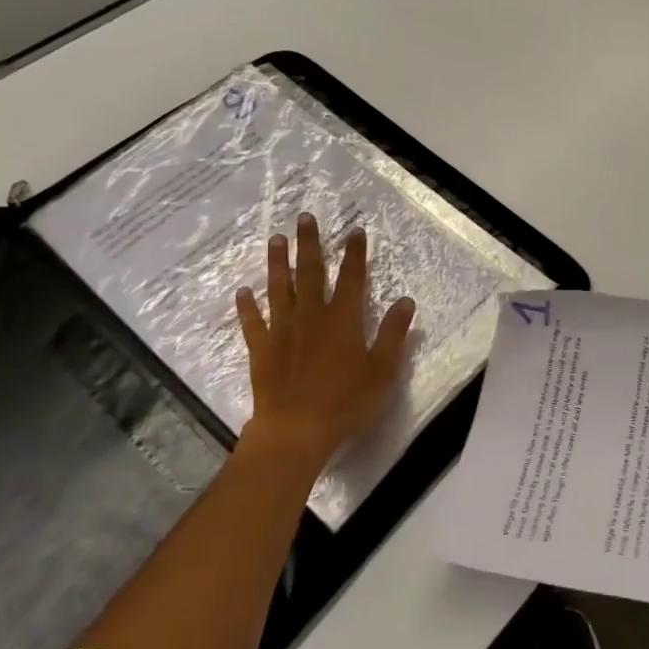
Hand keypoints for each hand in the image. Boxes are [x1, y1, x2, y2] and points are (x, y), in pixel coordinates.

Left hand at [234, 213, 415, 472]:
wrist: (295, 430)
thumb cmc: (346, 402)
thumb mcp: (383, 370)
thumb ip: (394, 334)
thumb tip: (405, 300)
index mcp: (344, 319)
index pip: (352, 277)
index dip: (355, 253)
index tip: (354, 231)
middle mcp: (311, 315)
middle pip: (310, 272)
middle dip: (310, 243)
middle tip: (304, 217)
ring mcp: (283, 330)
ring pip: (279, 288)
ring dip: (278, 262)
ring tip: (275, 239)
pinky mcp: (261, 349)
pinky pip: (253, 321)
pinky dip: (247, 305)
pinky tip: (243, 292)